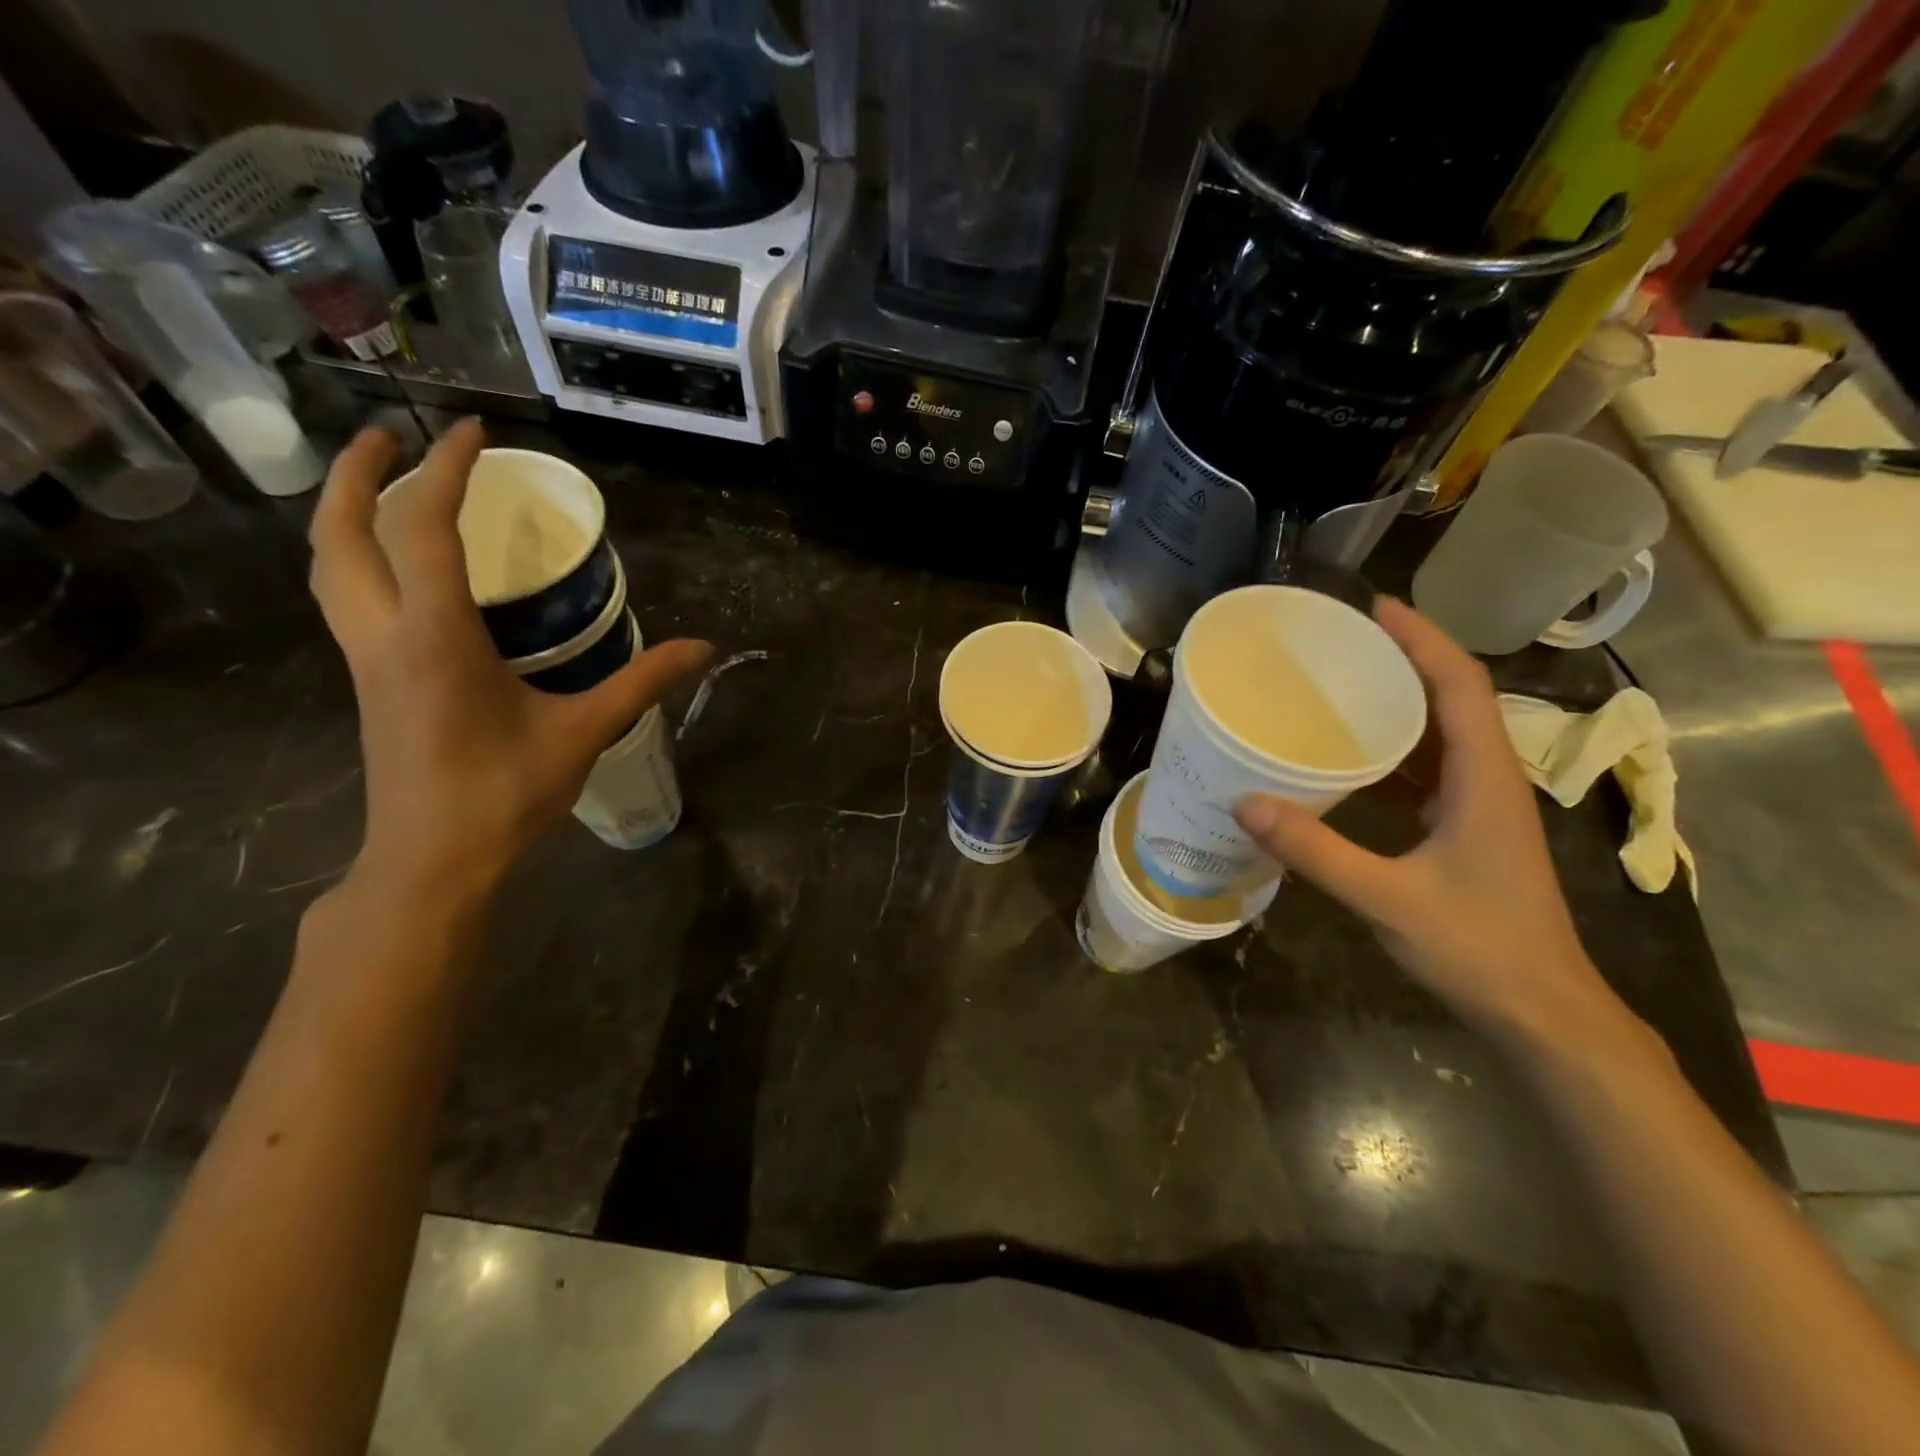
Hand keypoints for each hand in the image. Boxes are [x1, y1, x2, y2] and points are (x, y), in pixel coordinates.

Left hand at [309, 421, 712, 899]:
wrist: (432, 860)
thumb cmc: (505, 793)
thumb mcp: (583, 732)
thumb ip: (642, 682)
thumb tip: (703, 648)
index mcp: (436, 636)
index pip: (427, 528)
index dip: (448, 471)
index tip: (474, 432)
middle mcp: (386, 634)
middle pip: (342, 534)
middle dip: (359, 473)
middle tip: (392, 435)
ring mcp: (367, 660)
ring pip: (329, 567)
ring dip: (344, 513)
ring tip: (381, 485)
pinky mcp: (370, 682)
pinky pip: (345, 598)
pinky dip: (356, 558)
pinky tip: (396, 568)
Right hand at [1233, 597, 1617, 1044]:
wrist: (1543, 1013)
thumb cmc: (1479, 949)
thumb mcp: (1389, 898)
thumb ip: (1316, 850)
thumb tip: (1246, 802)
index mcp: (1484, 779)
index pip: (1460, 685)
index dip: (1423, 640)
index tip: (1375, 608)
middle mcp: (1488, 780)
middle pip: (1452, 698)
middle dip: (1403, 660)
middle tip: (1342, 642)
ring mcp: (1480, 806)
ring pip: (1440, 735)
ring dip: (1397, 704)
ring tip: (1338, 686)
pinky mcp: (1465, 830)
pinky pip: (1427, 772)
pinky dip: (1390, 752)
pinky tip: (1347, 759)